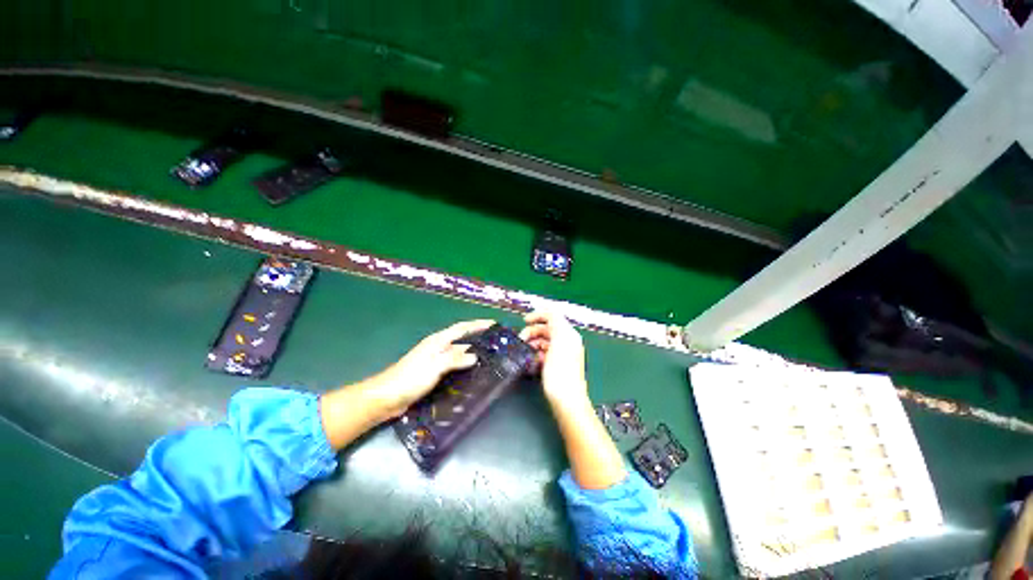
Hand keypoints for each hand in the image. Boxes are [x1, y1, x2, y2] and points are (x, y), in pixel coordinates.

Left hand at [366, 319, 494, 418]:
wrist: (386, 398)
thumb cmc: (409, 378)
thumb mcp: (434, 366)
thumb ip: (454, 359)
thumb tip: (475, 356)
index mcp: (437, 341)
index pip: (462, 328)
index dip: (477, 324)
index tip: (493, 324)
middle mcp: (438, 348)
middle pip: (462, 341)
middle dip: (478, 340)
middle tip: (497, 345)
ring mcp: (436, 362)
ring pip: (459, 356)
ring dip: (473, 356)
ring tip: (490, 361)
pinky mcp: (434, 374)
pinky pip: (454, 368)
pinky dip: (464, 369)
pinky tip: (473, 376)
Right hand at [519, 310, 587, 407]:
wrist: (567, 400)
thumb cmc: (561, 372)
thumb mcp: (559, 342)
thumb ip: (555, 323)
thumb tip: (549, 310)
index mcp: (568, 334)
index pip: (553, 316)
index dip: (538, 315)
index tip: (524, 321)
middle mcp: (567, 341)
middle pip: (547, 328)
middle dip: (533, 331)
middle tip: (521, 340)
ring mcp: (562, 353)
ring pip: (544, 341)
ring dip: (533, 342)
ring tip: (525, 351)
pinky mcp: (556, 364)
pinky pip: (544, 353)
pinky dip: (536, 353)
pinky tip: (531, 360)